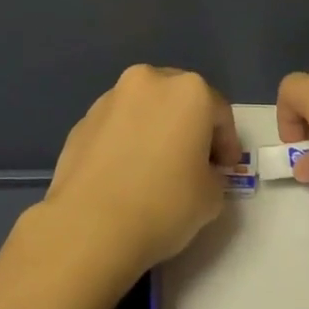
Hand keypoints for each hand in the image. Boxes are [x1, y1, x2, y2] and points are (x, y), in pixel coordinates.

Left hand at [38, 65, 239, 281]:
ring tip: (154, 168)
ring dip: (154, 130)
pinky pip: (116, 127)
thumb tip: (198, 171)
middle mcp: (148, 82)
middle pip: (179, 100)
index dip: (227, 143)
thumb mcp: (212, 196)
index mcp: (188, 91)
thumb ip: (212, 174)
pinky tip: (124, 175)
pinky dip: (126, 142)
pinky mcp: (81, 121)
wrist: (90, 226)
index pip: (219, 112)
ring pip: (144, 109)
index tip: (225, 169)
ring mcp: (109, 99)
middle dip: (189, 127)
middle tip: (193, 162)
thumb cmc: (164, 205)